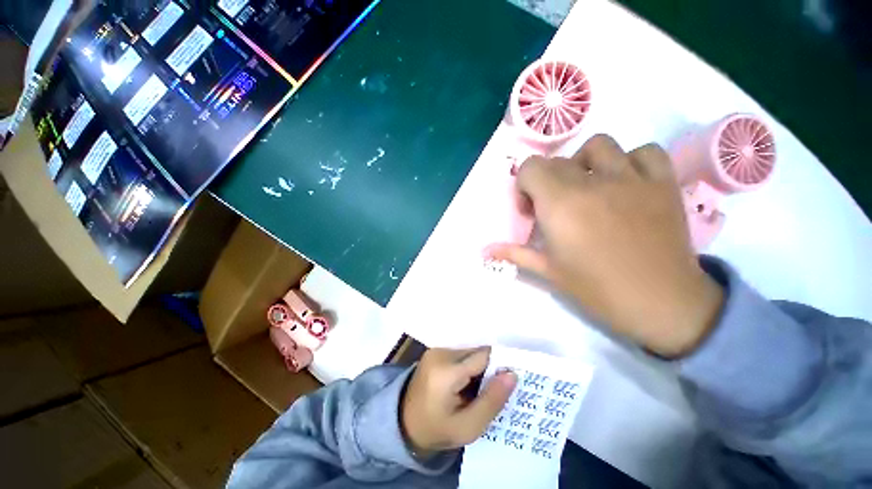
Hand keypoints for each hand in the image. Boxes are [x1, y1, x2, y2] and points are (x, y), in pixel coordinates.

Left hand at [401, 347, 516, 455]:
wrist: (404, 423)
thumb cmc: (436, 429)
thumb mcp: (468, 427)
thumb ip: (491, 401)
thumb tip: (512, 374)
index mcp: (447, 372)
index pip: (484, 356)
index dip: (500, 366)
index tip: (511, 380)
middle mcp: (440, 353)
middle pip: (477, 352)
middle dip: (489, 369)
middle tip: (492, 391)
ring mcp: (436, 349)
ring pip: (470, 352)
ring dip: (478, 368)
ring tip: (477, 390)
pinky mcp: (434, 351)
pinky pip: (460, 353)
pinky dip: (468, 366)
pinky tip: (465, 384)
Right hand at [487, 135, 723, 356]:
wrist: (662, 304)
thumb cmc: (597, 289)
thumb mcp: (548, 271)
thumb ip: (514, 254)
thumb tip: (484, 251)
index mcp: (560, 205)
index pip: (531, 168)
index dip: (525, 185)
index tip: (531, 208)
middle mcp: (592, 184)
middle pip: (558, 161)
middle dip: (547, 180)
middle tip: (554, 206)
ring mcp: (631, 180)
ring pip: (599, 145)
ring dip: (584, 161)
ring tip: (588, 185)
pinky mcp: (662, 184)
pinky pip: (645, 152)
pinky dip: (631, 160)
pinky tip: (625, 181)